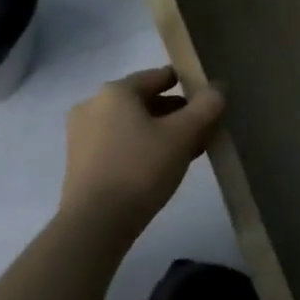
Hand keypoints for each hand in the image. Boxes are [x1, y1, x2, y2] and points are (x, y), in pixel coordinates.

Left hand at [57, 66, 224, 233]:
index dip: (188, 84)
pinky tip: (163, 166)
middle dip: (176, 113)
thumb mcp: (183, 135)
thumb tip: (218, 88)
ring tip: (189, 150)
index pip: (159, 76)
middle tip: (204, 129)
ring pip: (133, 124)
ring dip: (161, 132)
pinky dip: (142, 147)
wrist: (95, 224)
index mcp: (115, 91)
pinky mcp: (80, 162)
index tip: (209, 99)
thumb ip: (205, 107)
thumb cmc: (140, 168)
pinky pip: (119, 143)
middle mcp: (93, 105)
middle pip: (145, 100)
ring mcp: (82, 134)